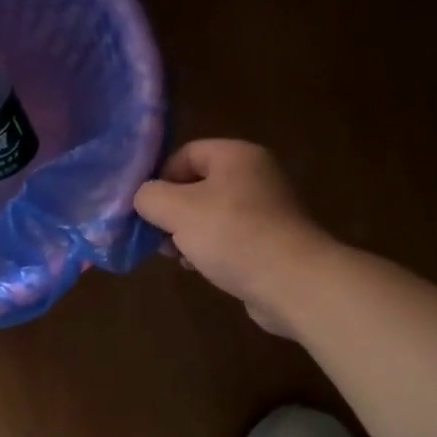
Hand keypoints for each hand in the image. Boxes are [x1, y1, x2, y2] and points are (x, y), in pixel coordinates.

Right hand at [134, 140, 330, 337]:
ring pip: (211, 214)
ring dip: (187, 234)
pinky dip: (210, 249)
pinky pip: (229, 237)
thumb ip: (149, 197)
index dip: (160, 177)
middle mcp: (255, 175)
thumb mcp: (177, 210)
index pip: (185, 153)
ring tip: (176, 256)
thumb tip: (143, 198)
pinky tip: (199, 267)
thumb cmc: (232, 235)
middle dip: (171, 211)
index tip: (147, 209)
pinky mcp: (271, 241)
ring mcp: (266, 209)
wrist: (294, 283)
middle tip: (157, 236)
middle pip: (197, 185)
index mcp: (236, 156)